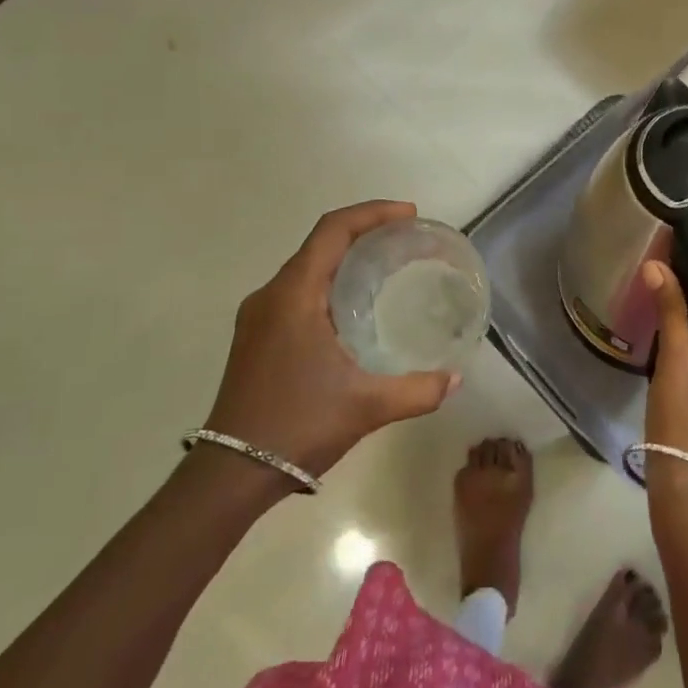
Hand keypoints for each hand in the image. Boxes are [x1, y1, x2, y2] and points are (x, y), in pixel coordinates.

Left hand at [204, 201, 459, 477]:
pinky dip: (329, 280)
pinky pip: (297, 289)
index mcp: (294, 295)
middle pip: (320, 242)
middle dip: (364, 231)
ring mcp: (258, 316)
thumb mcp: (367, 407)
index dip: (372, 213)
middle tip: (406, 238)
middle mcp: (271, 295)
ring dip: (345, 256)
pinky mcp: (256, 335)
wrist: (230, 474)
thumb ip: (418, 390)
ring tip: (386, 265)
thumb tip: (457, 379)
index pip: (333, 230)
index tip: (409, 215)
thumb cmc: (298, 426)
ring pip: (307, 266)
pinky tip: (354, 305)